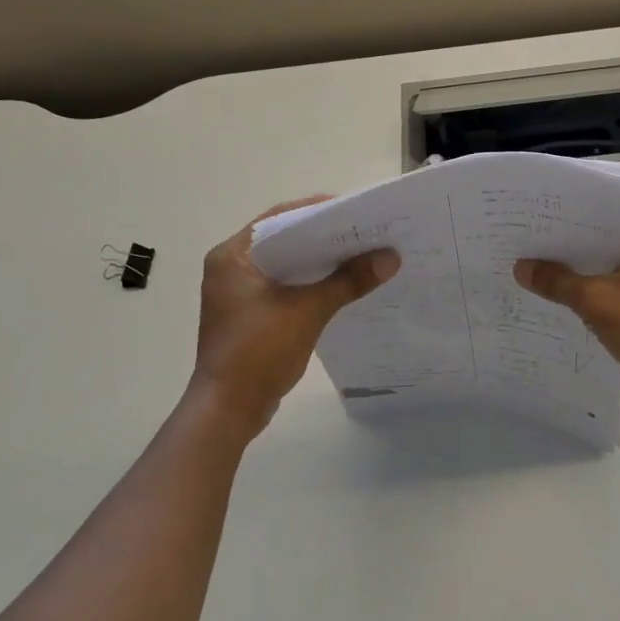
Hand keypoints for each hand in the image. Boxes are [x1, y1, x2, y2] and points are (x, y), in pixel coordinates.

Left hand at [190, 197, 399, 435]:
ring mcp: (239, 293)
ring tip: (361, 255)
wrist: (228, 410)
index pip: (280, 218)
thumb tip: (391, 257)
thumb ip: (348, 281)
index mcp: (233, 255)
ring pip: (286, 265)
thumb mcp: (308, 311)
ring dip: (320, 262)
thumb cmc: (258, 351)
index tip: (355, 211)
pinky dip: (311, 284)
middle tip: (365, 232)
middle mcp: (231, 267)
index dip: (318, 210)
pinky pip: (285, 287)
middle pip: (285, 240)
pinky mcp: (250, 315)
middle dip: (325, 237)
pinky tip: (342, 285)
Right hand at [515, 226, 619, 413]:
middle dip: (568, 256)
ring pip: (607, 276)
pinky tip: (562, 307)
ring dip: (579, 281)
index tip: (534, 229)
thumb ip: (558, 282)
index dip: (568, 226)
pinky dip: (593, 302)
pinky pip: (615, 299)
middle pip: (603, 250)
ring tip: (536, 278)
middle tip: (526, 253)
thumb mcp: (599, 302)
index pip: (603, 224)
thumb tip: (521, 267)